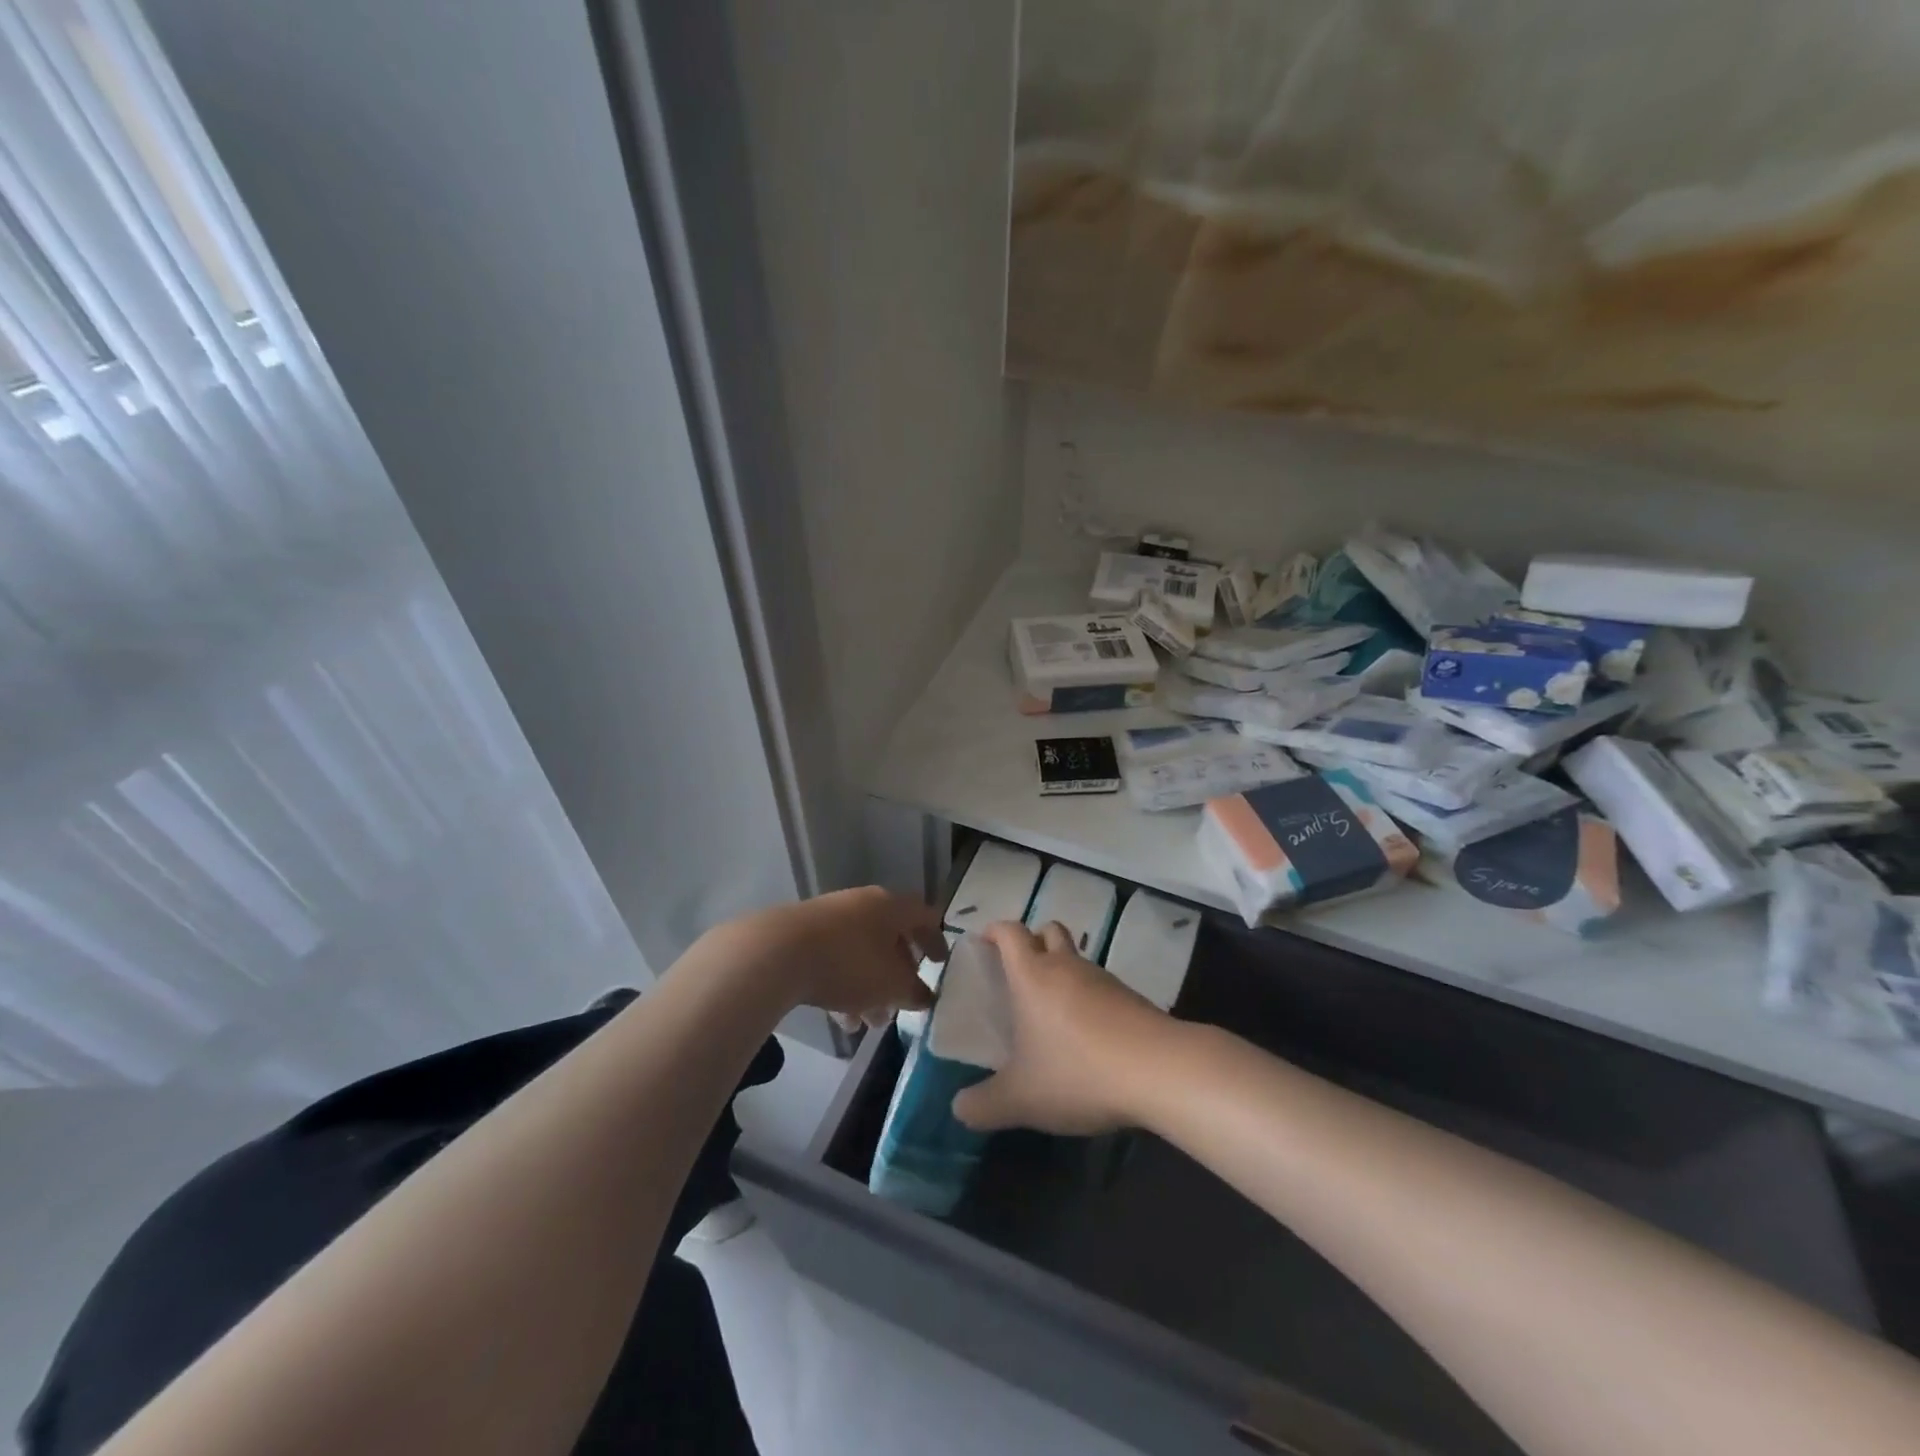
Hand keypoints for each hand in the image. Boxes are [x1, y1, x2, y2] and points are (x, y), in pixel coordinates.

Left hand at [731, 887, 943, 1025]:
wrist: (777, 953)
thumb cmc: (849, 964)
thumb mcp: (891, 985)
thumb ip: (915, 992)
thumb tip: (925, 996)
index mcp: (891, 906)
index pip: (924, 917)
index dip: (936, 941)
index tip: (940, 965)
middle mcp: (863, 904)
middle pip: (891, 937)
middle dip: (898, 975)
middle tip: (901, 1004)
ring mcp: (831, 917)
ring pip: (862, 953)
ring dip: (870, 988)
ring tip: (868, 1023)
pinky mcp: (803, 934)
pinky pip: (835, 959)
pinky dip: (844, 986)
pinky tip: (840, 1019)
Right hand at [951, 920, 1171, 1135]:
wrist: (1159, 1070)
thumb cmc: (1077, 1072)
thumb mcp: (1020, 1099)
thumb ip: (983, 1105)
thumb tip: (959, 1108)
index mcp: (1032, 976)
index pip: (1010, 932)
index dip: (994, 931)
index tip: (984, 944)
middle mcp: (1067, 967)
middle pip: (1048, 930)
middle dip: (1032, 941)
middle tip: (1018, 973)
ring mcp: (1103, 980)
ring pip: (1077, 959)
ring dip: (1062, 972)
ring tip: (1051, 1014)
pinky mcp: (1131, 998)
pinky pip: (1100, 986)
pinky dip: (1088, 999)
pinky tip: (1087, 1037)